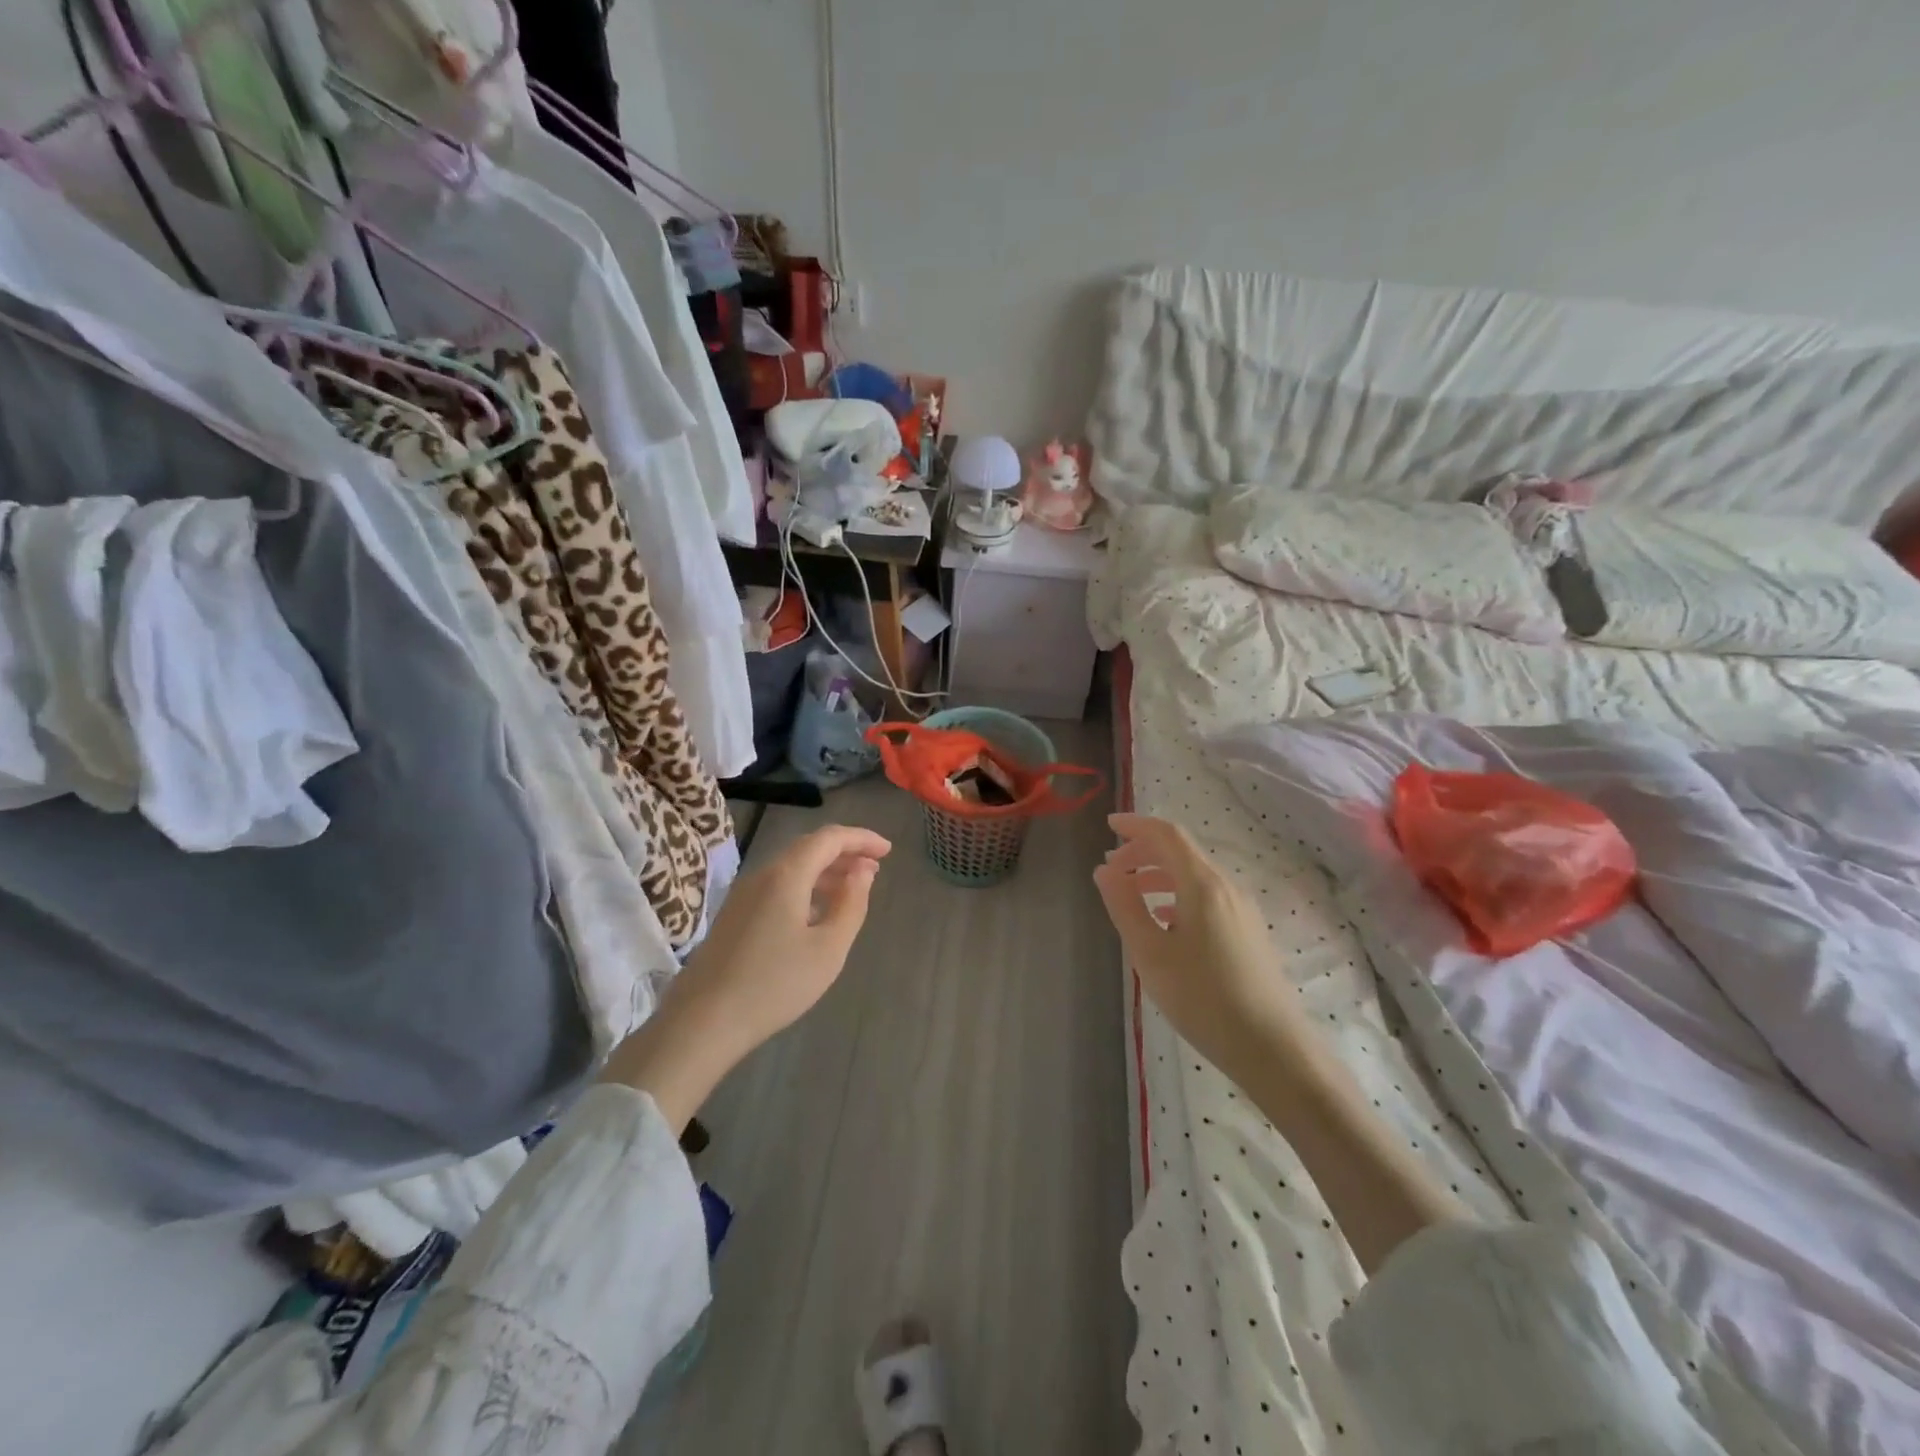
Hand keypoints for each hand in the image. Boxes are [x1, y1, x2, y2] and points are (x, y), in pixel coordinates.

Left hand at [600, 824, 890, 1128]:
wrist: (702, 1022)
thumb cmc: (775, 985)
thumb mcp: (828, 948)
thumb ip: (851, 904)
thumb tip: (862, 871)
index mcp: (787, 875)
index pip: (829, 838)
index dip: (861, 838)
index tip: (888, 850)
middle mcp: (763, 875)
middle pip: (808, 849)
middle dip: (844, 853)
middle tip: (874, 869)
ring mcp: (743, 895)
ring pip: (792, 868)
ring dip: (825, 872)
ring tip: (852, 890)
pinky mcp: (734, 916)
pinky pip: (777, 886)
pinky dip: (805, 888)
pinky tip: (816, 914)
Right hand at [1096, 814, 1463, 1270]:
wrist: (1272, 1048)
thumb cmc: (1203, 998)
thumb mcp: (1150, 953)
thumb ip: (1124, 905)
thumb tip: (1104, 870)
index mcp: (1203, 885)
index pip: (1167, 835)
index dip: (1136, 824)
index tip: (1108, 825)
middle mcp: (1227, 887)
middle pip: (1181, 852)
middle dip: (1143, 852)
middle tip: (1111, 870)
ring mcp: (1242, 909)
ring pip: (1194, 875)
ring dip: (1159, 874)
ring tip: (1130, 893)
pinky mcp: (1248, 931)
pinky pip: (1207, 895)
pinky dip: (1177, 893)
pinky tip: (1164, 922)